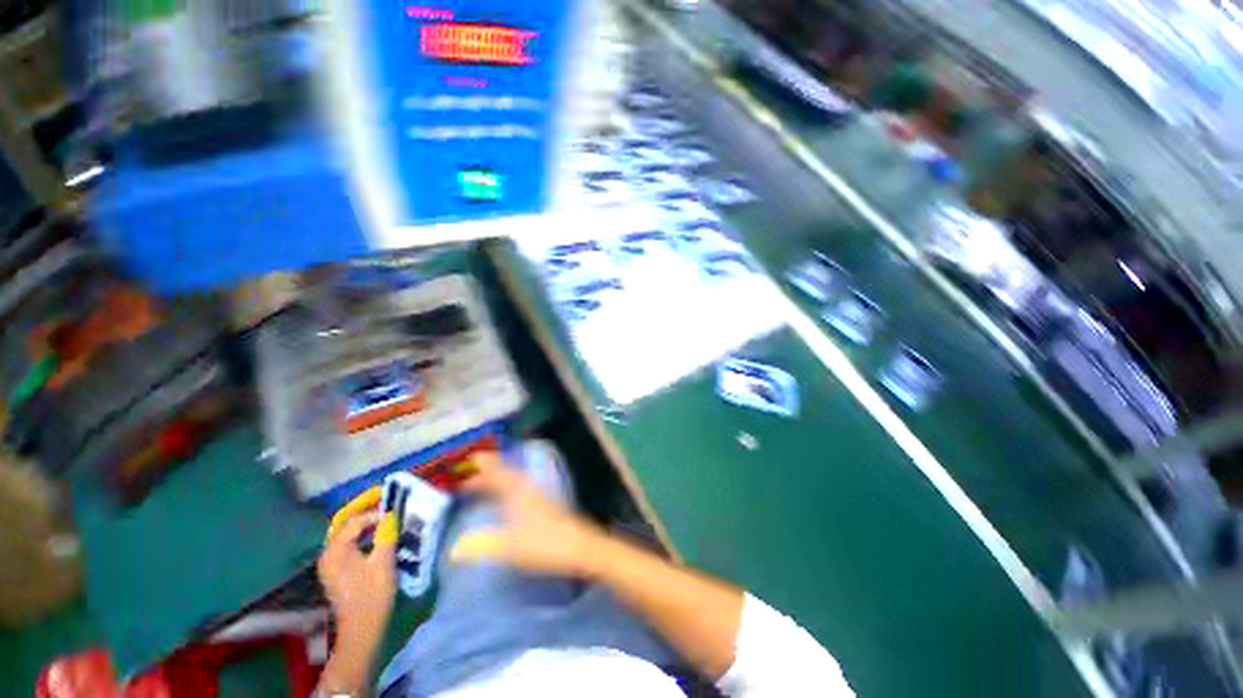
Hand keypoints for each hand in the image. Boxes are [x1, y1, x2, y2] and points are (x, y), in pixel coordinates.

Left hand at [317, 511, 397, 648]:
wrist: (362, 628)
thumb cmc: (373, 593)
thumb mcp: (384, 561)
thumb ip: (386, 534)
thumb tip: (390, 516)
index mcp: (335, 551)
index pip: (355, 521)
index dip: (375, 514)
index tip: (395, 514)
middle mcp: (327, 554)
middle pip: (346, 526)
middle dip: (366, 516)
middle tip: (387, 510)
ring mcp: (329, 564)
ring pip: (346, 536)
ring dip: (364, 526)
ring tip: (384, 521)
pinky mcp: (335, 572)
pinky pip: (346, 546)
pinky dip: (360, 538)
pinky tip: (374, 539)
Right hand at [450, 452, 605, 577]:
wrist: (579, 546)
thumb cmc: (544, 545)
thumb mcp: (509, 548)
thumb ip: (482, 546)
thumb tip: (454, 550)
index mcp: (517, 492)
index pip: (496, 474)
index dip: (482, 468)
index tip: (468, 462)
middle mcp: (527, 488)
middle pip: (506, 472)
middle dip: (489, 469)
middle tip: (472, 469)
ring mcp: (539, 494)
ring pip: (515, 478)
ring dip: (500, 476)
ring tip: (487, 479)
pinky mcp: (546, 503)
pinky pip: (522, 486)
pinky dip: (510, 485)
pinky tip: (509, 496)